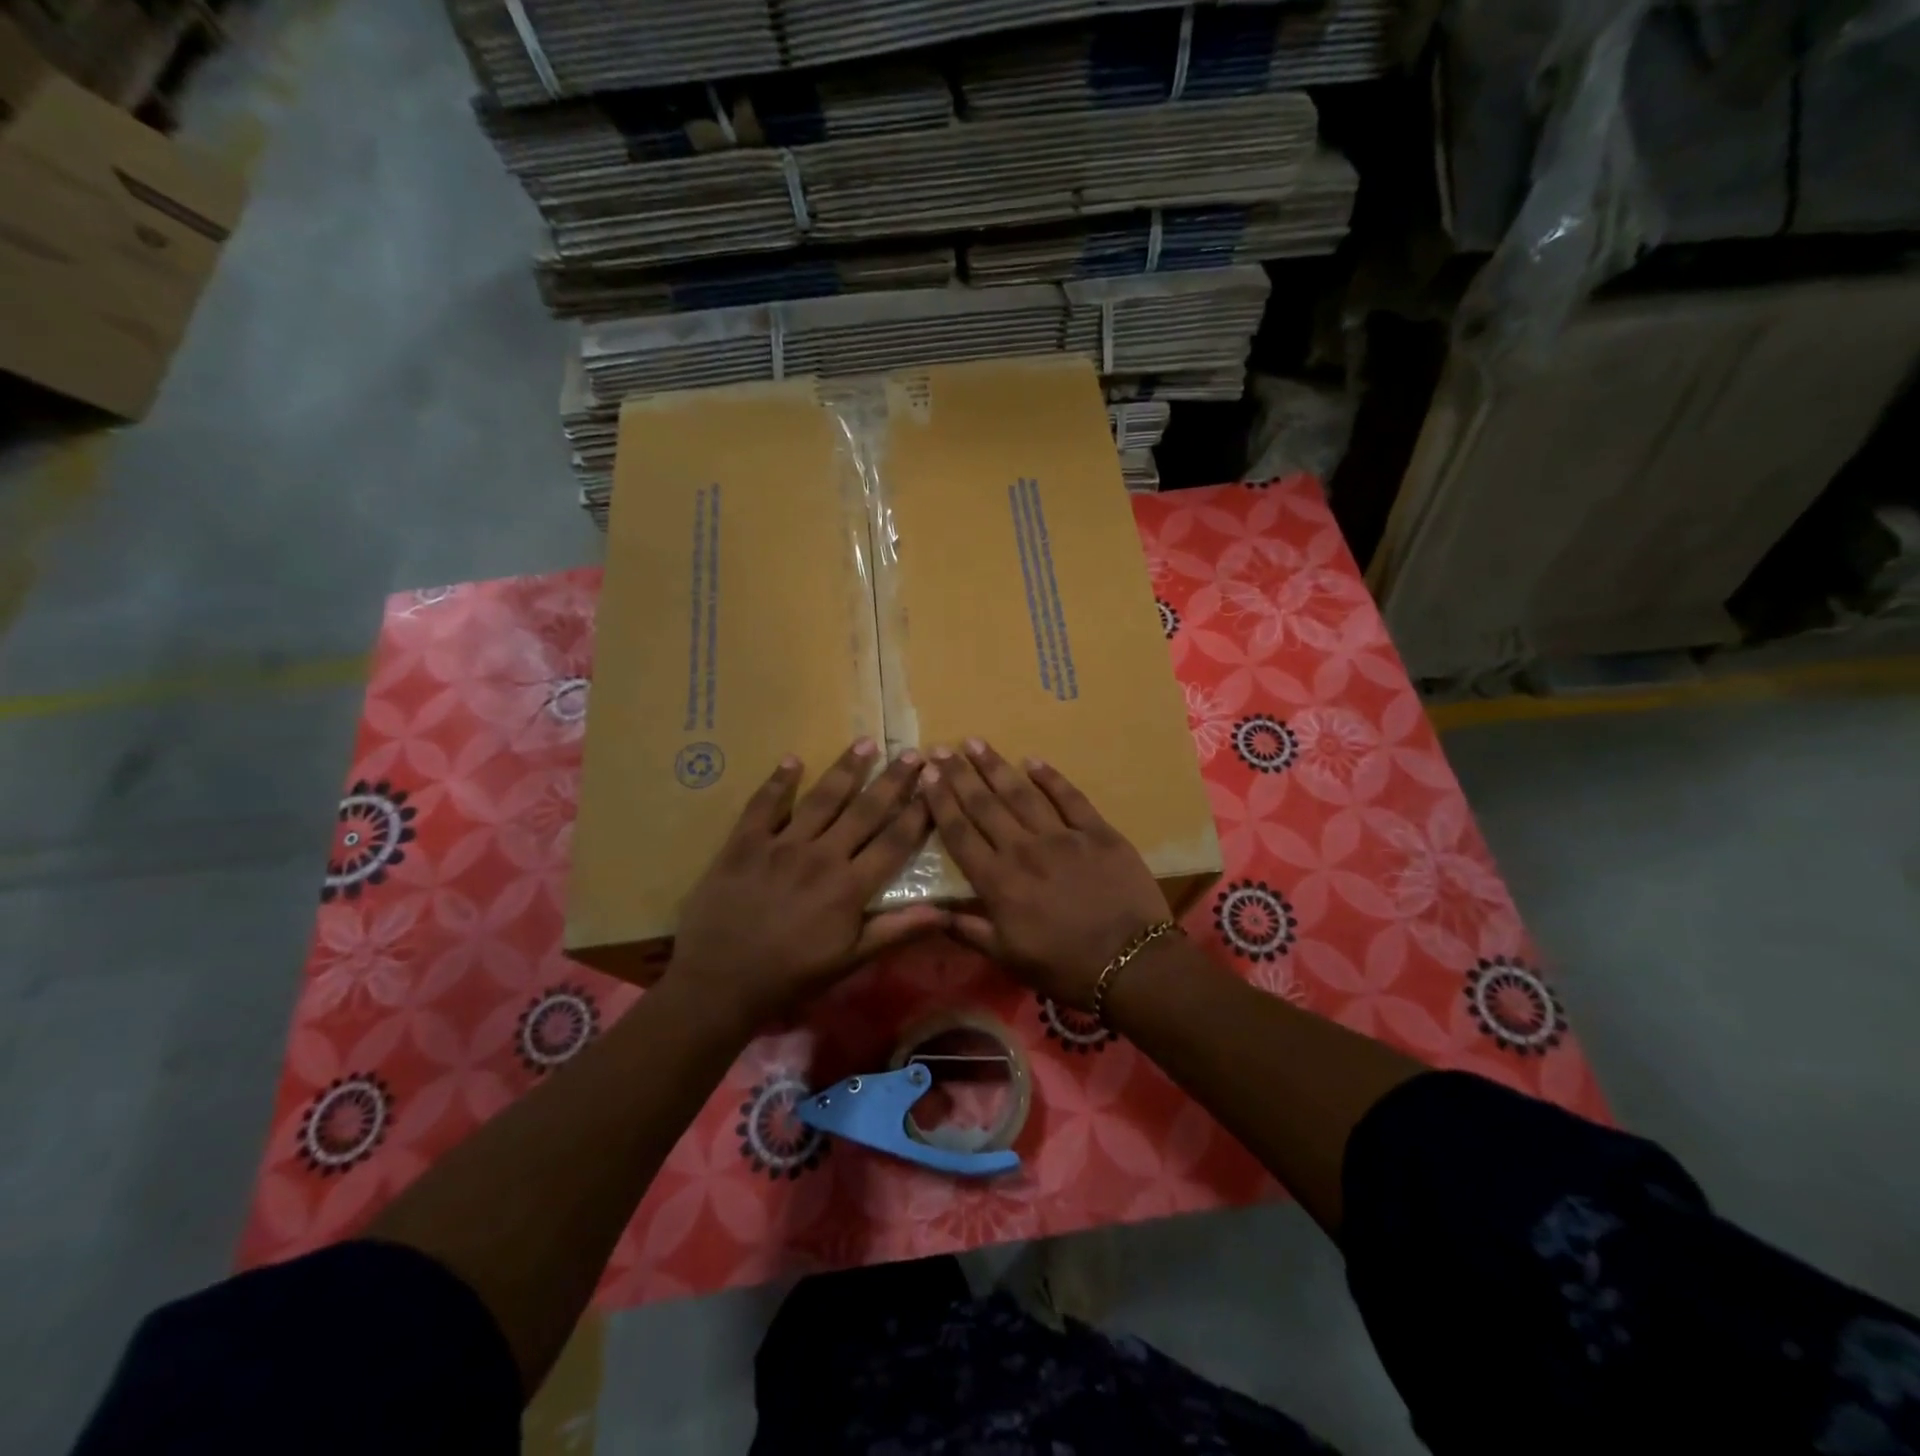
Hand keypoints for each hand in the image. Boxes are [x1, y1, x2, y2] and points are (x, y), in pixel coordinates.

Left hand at [666, 739, 947, 1030]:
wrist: (718, 983)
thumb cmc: (790, 976)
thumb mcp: (849, 961)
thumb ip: (895, 932)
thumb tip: (943, 913)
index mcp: (849, 887)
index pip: (893, 842)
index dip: (917, 814)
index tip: (934, 788)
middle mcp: (821, 856)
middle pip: (864, 811)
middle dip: (891, 781)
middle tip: (911, 753)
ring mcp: (781, 845)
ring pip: (821, 799)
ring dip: (845, 769)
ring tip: (865, 743)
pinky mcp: (745, 843)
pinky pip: (764, 805)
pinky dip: (778, 781)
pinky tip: (792, 760)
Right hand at [921, 739, 1171, 1008]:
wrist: (1132, 964)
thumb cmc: (1065, 967)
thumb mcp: (1008, 958)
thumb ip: (968, 930)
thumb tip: (929, 912)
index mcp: (998, 882)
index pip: (960, 834)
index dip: (940, 803)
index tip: (926, 777)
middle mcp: (1023, 850)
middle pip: (984, 805)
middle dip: (959, 775)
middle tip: (941, 749)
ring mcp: (1062, 836)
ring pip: (1021, 794)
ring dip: (996, 767)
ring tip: (975, 743)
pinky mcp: (1098, 832)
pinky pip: (1070, 797)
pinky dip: (1050, 777)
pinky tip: (1032, 761)